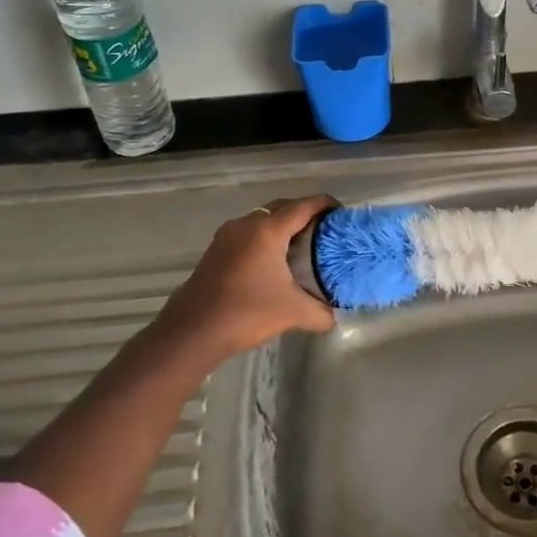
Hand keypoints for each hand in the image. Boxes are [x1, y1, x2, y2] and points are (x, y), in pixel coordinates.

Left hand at [153, 196, 337, 360]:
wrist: (192, 332)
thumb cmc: (247, 313)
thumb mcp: (293, 313)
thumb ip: (321, 313)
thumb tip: (336, 317)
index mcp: (268, 230)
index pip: (304, 205)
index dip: (326, 205)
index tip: (343, 215)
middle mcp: (247, 224)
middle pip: (283, 206)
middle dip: (306, 212)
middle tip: (326, 230)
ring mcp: (228, 234)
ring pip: (263, 218)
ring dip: (283, 224)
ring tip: (304, 243)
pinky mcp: (216, 248)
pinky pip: (249, 231)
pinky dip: (266, 236)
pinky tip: (275, 259)